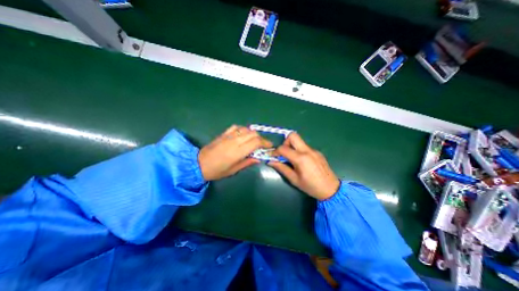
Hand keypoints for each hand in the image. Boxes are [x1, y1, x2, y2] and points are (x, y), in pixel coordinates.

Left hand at [199, 125, 272, 180]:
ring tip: (254, 140)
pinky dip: (243, 129)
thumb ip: (247, 162)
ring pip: (246, 129)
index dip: (265, 143)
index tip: (269, 146)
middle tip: (263, 144)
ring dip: (253, 134)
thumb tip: (259, 158)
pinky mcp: (223, 133)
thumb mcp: (233, 170)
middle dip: (261, 138)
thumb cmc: (217, 170)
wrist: (198, 164)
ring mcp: (228, 136)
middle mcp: (234, 141)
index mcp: (237, 152)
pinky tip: (244, 135)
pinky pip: (236, 127)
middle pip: (253, 134)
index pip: (255, 142)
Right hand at [267, 132, 340, 199]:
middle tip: (284, 153)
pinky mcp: (317, 152)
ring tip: (292, 159)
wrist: (331, 189)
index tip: (272, 156)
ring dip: (292, 146)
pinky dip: (299, 150)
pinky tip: (302, 162)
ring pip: (299, 141)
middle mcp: (307, 151)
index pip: (283, 148)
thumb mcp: (294, 179)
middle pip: (293, 136)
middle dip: (285, 142)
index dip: (275, 151)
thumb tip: (271, 161)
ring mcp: (313, 150)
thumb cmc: (311, 186)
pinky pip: (305, 147)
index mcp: (300, 158)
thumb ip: (282, 168)